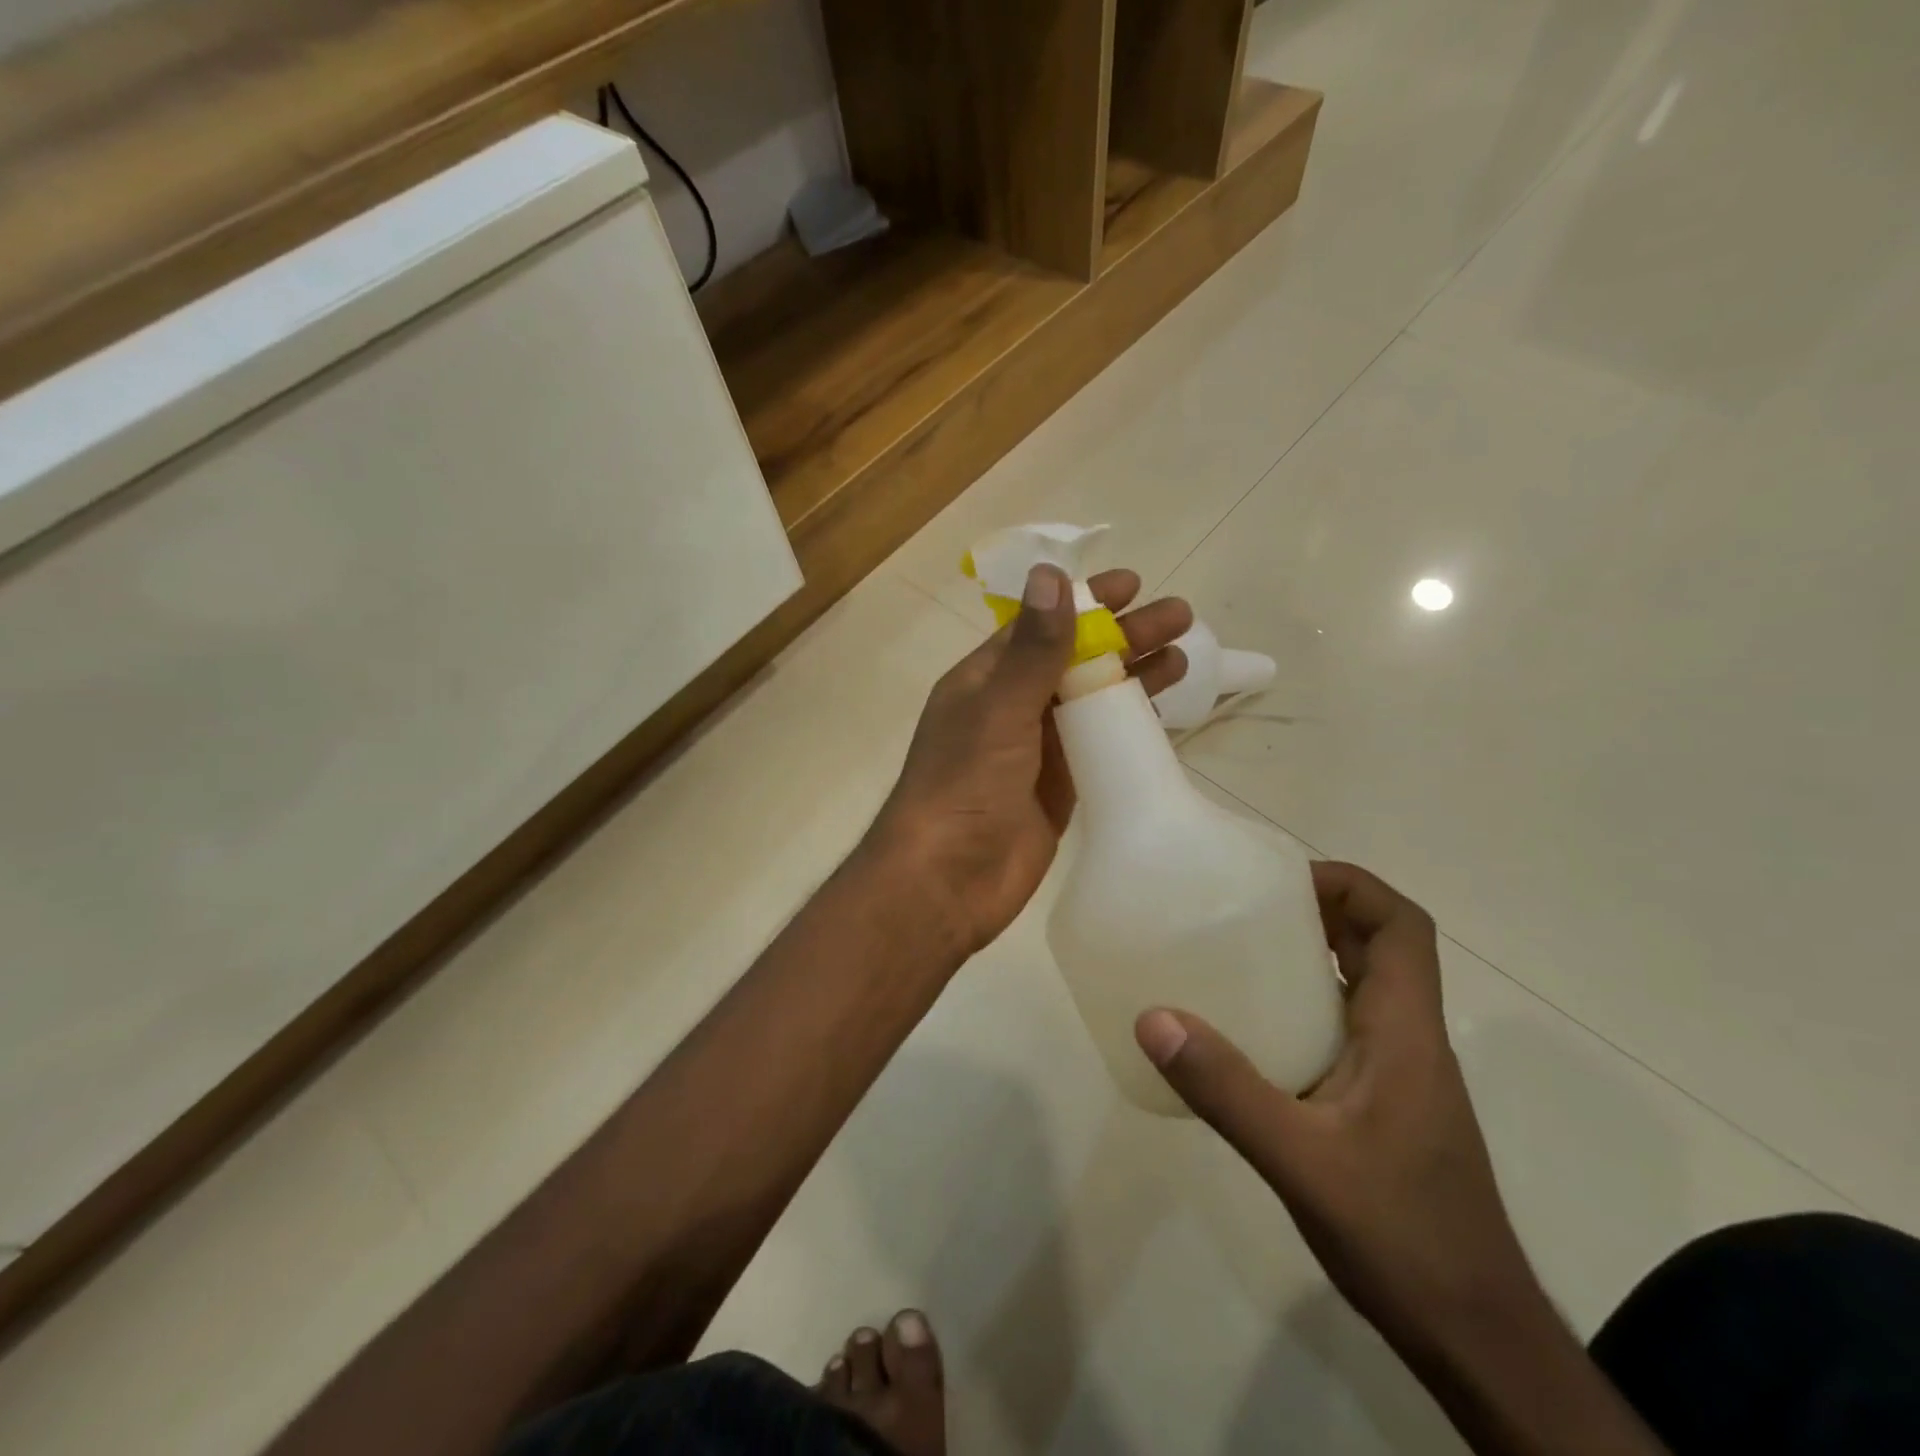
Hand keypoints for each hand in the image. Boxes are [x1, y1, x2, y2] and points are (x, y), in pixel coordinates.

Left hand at [870, 563, 1191, 957]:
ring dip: (1133, 676)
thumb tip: (1051, 573)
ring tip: (1183, 655)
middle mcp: (1010, 707)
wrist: (948, 880)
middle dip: (1123, 636)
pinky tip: (1165, 711)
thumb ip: (1032, 648)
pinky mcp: (1060, 787)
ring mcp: (1037, 750)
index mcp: (985, 679)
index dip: (1084, 602)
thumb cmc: (965, 784)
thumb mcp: (999, 707)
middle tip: (1179, 617)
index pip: (1040, 627)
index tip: (1132, 583)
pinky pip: (1099, 744)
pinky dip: (1128, 725)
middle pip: (1074, 659)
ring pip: (1091, 700)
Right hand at [1134, 863, 1539, 1361]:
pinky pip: (1340, 1028)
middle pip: (1379, 946)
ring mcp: (1397, 1075)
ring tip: (1235, 950)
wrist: (1475, 1338)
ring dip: (1309, 957)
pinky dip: (1301, 1006)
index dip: (1352, 886)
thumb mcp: (1303, 1162)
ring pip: (1358, 987)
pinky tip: (1248, 1030)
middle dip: (1319, 911)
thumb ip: (1227, 1090)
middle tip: (1244, 905)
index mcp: (1405, 1033)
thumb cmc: (1404, 1238)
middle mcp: (1408, 1040)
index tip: (1284, 880)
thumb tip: (1154, 1018)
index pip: (1403, 928)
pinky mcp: (1380, 1104)